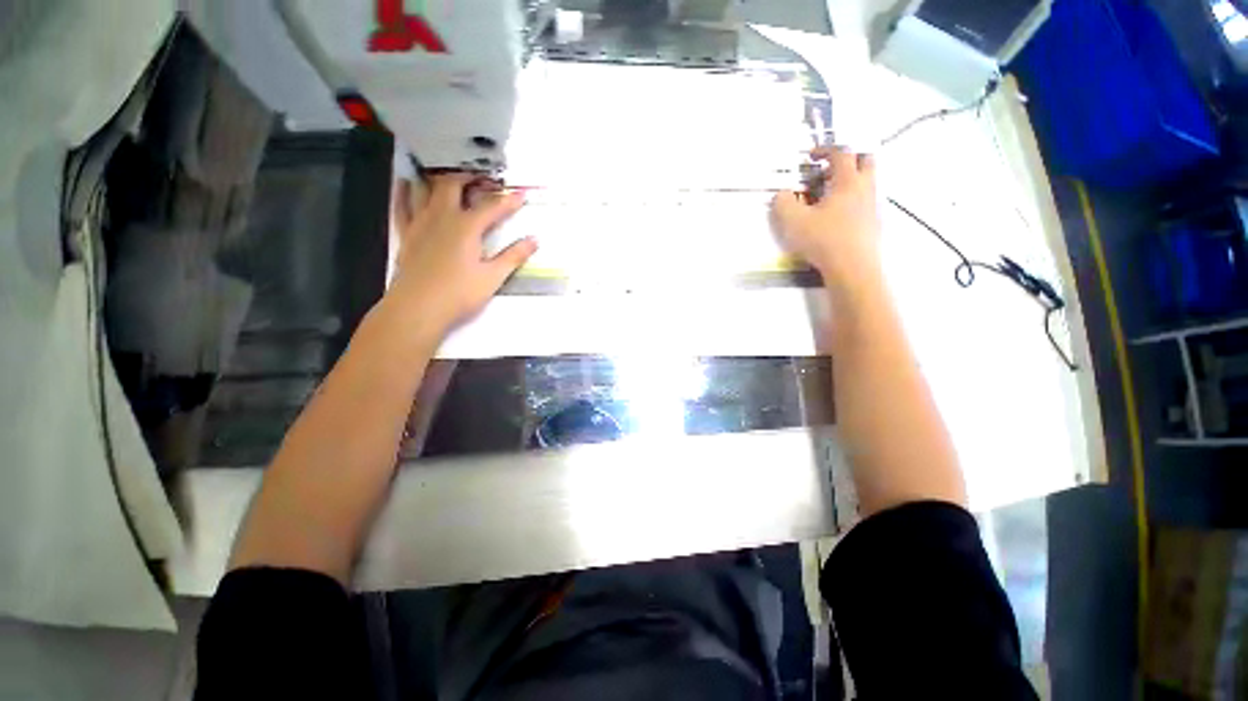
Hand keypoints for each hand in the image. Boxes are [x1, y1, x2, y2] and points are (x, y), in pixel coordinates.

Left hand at [387, 173, 535, 340]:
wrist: (418, 307)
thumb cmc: (459, 293)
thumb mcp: (493, 277)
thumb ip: (514, 256)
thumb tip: (535, 240)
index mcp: (467, 227)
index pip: (492, 207)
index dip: (509, 200)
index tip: (522, 194)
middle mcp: (443, 217)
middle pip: (454, 185)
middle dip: (470, 177)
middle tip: (483, 179)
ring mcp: (421, 223)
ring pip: (426, 189)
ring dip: (439, 179)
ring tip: (449, 178)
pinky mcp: (406, 234)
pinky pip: (402, 205)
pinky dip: (405, 192)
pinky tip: (407, 184)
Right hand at [772, 147, 881, 291]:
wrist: (853, 268)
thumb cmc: (824, 240)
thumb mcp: (794, 221)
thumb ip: (783, 203)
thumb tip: (782, 194)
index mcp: (847, 181)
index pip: (841, 153)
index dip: (825, 150)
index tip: (811, 156)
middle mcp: (865, 188)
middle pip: (865, 160)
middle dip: (848, 159)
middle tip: (829, 171)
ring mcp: (874, 206)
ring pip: (868, 182)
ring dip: (852, 181)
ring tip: (830, 197)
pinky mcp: (875, 224)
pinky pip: (867, 203)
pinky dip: (854, 202)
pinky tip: (838, 218)